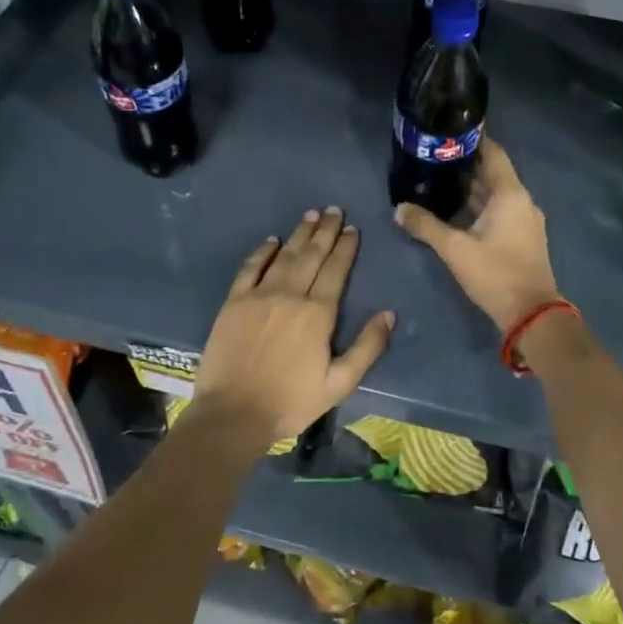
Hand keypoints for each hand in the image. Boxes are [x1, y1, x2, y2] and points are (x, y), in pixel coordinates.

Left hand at [191, 206, 395, 447]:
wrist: (233, 413)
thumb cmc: (291, 402)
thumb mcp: (339, 384)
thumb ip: (367, 348)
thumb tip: (389, 314)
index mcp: (318, 314)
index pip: (336, 271)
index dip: (345, 248)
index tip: (352, 229)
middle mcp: (290, 295)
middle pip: (312, 255)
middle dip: (326, 231)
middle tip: (334, 210)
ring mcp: (259, 295)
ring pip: (285, 256)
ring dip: (300, 234)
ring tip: (311, 215)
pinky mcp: (234, 302)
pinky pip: (250, 268)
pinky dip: (263, 252)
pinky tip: (272, 240)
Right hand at [395, 138, 561, 332]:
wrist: (531, 313)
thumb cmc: (495, 273)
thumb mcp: (454, 249)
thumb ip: (425, 226)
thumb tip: (399, 209)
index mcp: (510, 194)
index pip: (493, 154)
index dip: (473, 141)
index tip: (448, 134)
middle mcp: (521, 201)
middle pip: (493, 173)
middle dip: (465, 166)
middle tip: (434, 159)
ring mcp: (525, 220)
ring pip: (496, 194)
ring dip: (471, 188)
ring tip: (439, 181)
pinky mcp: (523, 237)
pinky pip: (500, 210)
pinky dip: (480, 206)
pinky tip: (456, 211)